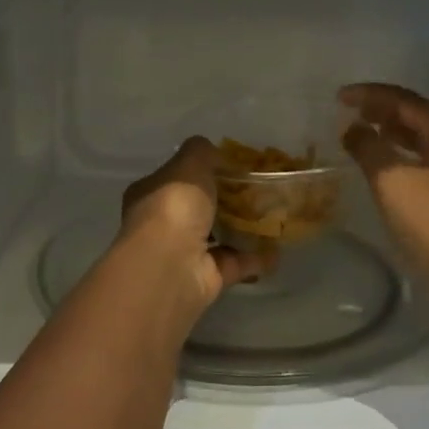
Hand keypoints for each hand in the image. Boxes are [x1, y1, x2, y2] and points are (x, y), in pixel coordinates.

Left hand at [120, 137, 260, 306]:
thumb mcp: (189, 164)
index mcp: (151, 195)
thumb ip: (201, 152)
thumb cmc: (174, 207)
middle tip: (258, 190)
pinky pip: (236, 263)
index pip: (174, 179)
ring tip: (274, 216)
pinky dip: (256, 258)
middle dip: (226, 200)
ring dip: (243, 230)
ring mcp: (184, 254)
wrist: (171, 265)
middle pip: (199, 208)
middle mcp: (163, 225)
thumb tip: (213, 151)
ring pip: (218, 237)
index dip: (200, 171)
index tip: (230, 166)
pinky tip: (278, 248)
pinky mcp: (207, 278)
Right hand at [339, 83, 428, 286]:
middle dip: (384, 111)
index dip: (370, 94)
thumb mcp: (391, 180)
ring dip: (395, 134)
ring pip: (425, 141)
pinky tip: (390, 170)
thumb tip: (352, 128)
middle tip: (353, 112)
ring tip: (368, 133)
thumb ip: (368, 148)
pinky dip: (404, 157)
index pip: (406, 100)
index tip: (340, 97)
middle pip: (419, 117)